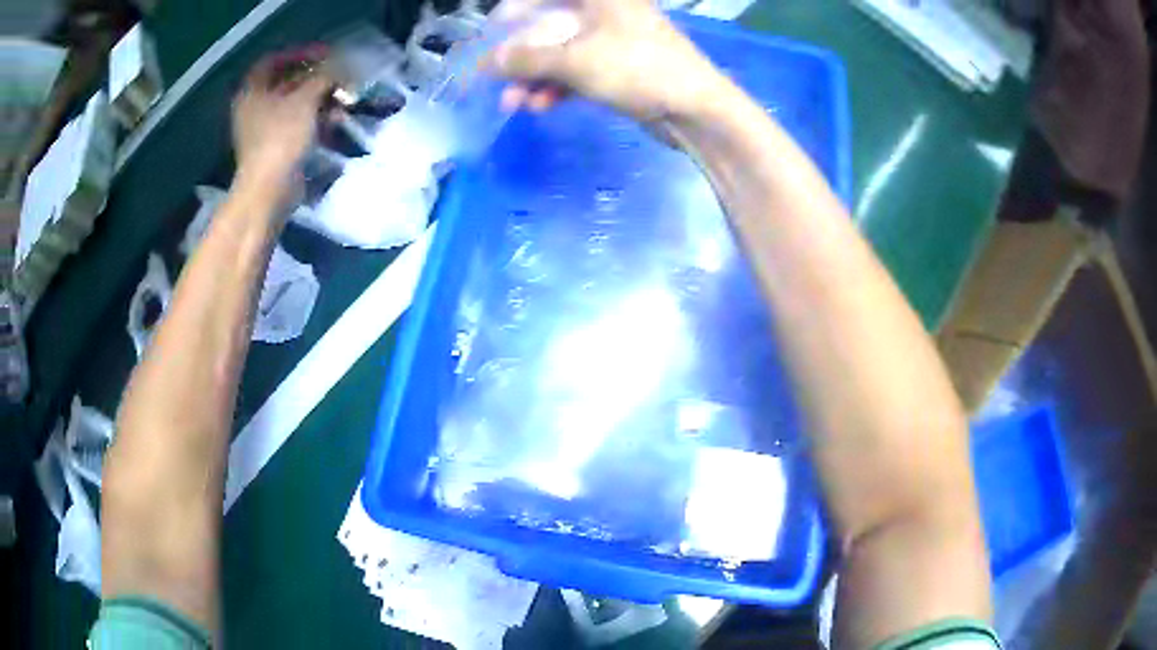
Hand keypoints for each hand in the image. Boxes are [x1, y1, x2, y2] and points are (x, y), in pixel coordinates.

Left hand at [232, 46, 333, 194]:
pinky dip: (315, 120)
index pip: (273, 61)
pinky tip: (335, 122)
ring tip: (343, 99)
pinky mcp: (275, 148)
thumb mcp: (305, 99)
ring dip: (320, 99)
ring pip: (294, 105)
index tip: (325, 54)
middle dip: (315, 78)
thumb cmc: (281, 138)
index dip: (299, 53)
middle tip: (339, 76)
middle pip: (286, 82)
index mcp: (252, 91)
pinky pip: (297, 125)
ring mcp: (263, 130)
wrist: (269, 190)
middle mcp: (254, 108)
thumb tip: (342, 64)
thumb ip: (324, 76)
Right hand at [488, 0, 719, 121]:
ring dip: (536, 78)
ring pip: (563, 53)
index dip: (514, 10)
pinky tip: (541, 106)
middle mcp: (606, 12)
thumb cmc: (637, 68)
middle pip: (551, 27)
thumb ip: (527, 59)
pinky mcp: (620, 68)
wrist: (695, 109)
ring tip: (514, 103)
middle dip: (522, 57)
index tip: (492, 34)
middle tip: (497, 81)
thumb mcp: (575, 60)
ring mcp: (614, 41)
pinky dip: (559, 87)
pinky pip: (579, 72)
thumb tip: (488, 61)